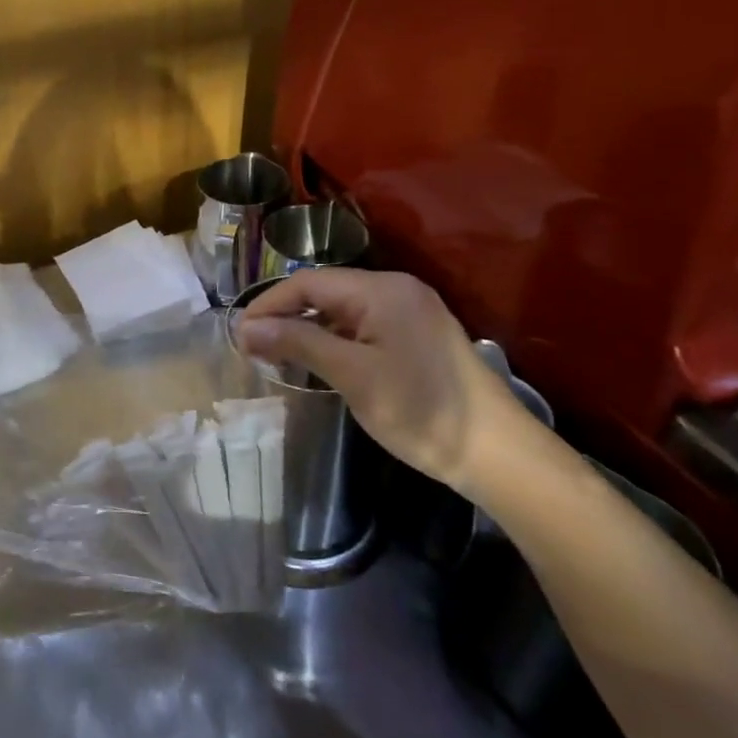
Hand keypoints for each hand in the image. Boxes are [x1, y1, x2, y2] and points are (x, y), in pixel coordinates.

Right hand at [235, 268, 522, 495]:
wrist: (498, 454)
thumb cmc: (421, 410)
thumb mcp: (353, 375)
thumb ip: (298, 343)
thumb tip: (245, 327)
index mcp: (382, 290)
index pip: (309, 283)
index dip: (269, 305)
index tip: (238, 335)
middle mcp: (396, 290)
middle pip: (325, 292)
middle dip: (285, 316)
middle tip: (251, 348)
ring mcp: (410, 313)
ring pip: (342, 311)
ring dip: (307, 329)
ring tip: (275, 356)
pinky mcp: (417, 336)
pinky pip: (362, 326)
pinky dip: (333, 340)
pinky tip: (316, 361)